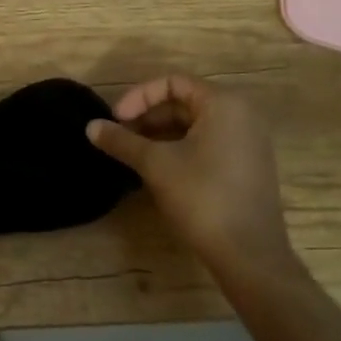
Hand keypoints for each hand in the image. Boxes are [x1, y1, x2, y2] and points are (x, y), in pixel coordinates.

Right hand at [87, 73, 299, 277]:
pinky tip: (158, 169)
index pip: (173, 82)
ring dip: (161, 134)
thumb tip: (90, 127)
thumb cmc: (203, 197)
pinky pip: (208, 143)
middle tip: (121, 137)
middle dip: (148, 117)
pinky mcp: (248, 167)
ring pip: (195, 125)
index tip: (116, 119)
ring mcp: (249, 143)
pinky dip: (180, 148)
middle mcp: (242, 115)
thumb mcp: (155, 164)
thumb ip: (121, 141)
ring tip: (134, 154)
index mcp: (223, 104)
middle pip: (184, 102)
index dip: (139, 97)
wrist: (250, 257)